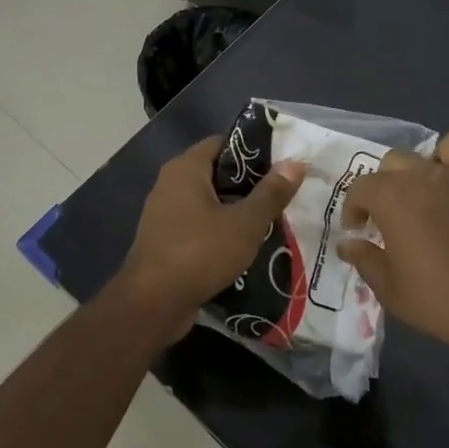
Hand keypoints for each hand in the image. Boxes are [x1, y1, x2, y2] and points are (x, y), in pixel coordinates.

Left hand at [117, 136, 304, 324]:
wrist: (152, 304)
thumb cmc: (199, 253)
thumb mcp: (245, 223)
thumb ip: (271, 193)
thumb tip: (296, 163)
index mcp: (186, 168)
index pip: (224, 143)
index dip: (254, 151)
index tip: (283, 164)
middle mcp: (171, 184)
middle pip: (217, 173)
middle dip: (250, 184)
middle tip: (283, 194)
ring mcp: (165, 214)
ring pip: (209, 202)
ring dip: (237, 210)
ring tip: (272, 220)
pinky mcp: (166, 241)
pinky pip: (200, 226)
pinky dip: (221, 231)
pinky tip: (246, 245)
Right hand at [337, 131, 448, 349]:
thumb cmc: (439, 298)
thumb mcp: (390, 288)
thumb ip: (365, 260)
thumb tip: (347, 245)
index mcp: (395, 197)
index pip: (361, 187)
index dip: (353, 207)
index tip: (357, 229)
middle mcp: (428, 177)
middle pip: (397, 161)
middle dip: (385, 183)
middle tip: (387, 213)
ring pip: (445, 146)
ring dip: (432, 161)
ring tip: (429, 187)